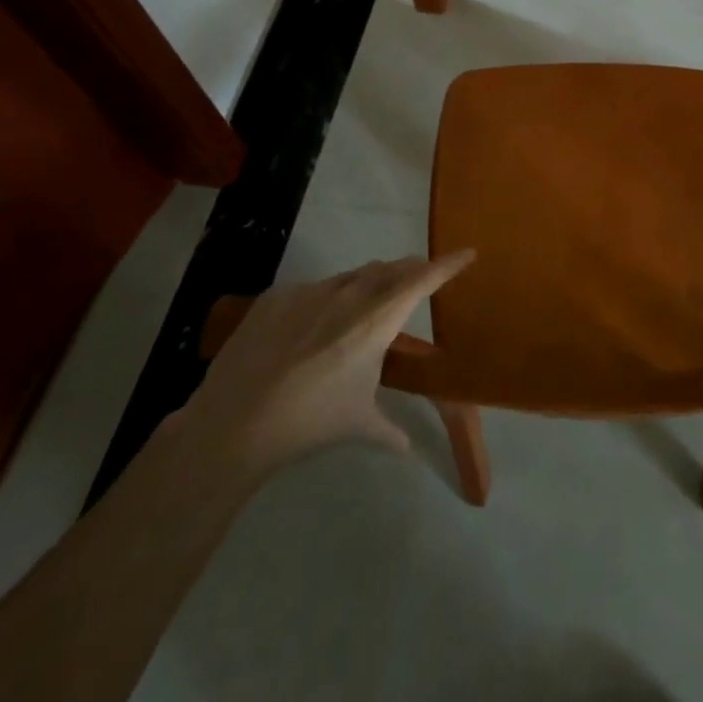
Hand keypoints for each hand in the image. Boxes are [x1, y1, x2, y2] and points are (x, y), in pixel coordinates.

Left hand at [181, 253, 475, 481]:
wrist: (235, 423)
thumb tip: (408, 448)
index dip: (448, 265)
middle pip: (391, 269)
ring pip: (353, 276)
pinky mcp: (279, 296)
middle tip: (421, 277)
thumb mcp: (358, 425)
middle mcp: (350, 295)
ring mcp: (311, 291)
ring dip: (370, 283)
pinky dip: (327, 299)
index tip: (467, 253)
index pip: (423, 280)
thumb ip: (389, 430)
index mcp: (377, 320)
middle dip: (411, 270)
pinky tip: (313, 328)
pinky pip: (313, 290)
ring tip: (369, 302)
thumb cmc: (310, 422)